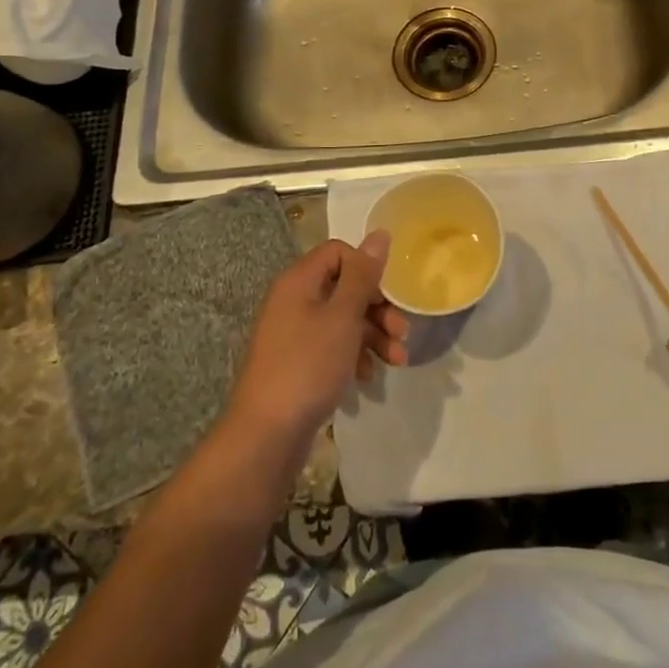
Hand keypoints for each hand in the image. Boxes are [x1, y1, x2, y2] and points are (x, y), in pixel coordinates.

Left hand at [225, 234, 406, 451]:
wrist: (267, 434)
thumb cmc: (308, 365)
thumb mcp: (343, 316)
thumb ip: (363, 275)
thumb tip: (379, 233)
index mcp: (299, 280)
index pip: (339, 252)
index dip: (366, 269)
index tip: (386, 296)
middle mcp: (294, 300)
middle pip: (345, 287)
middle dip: (378, 308)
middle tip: (401, 332)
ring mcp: (294, 333)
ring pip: (343, 319)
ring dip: (373, 335)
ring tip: (396, 360)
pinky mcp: (298, 362)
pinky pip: (333, 345)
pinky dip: (355, 355)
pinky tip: (368, 377)